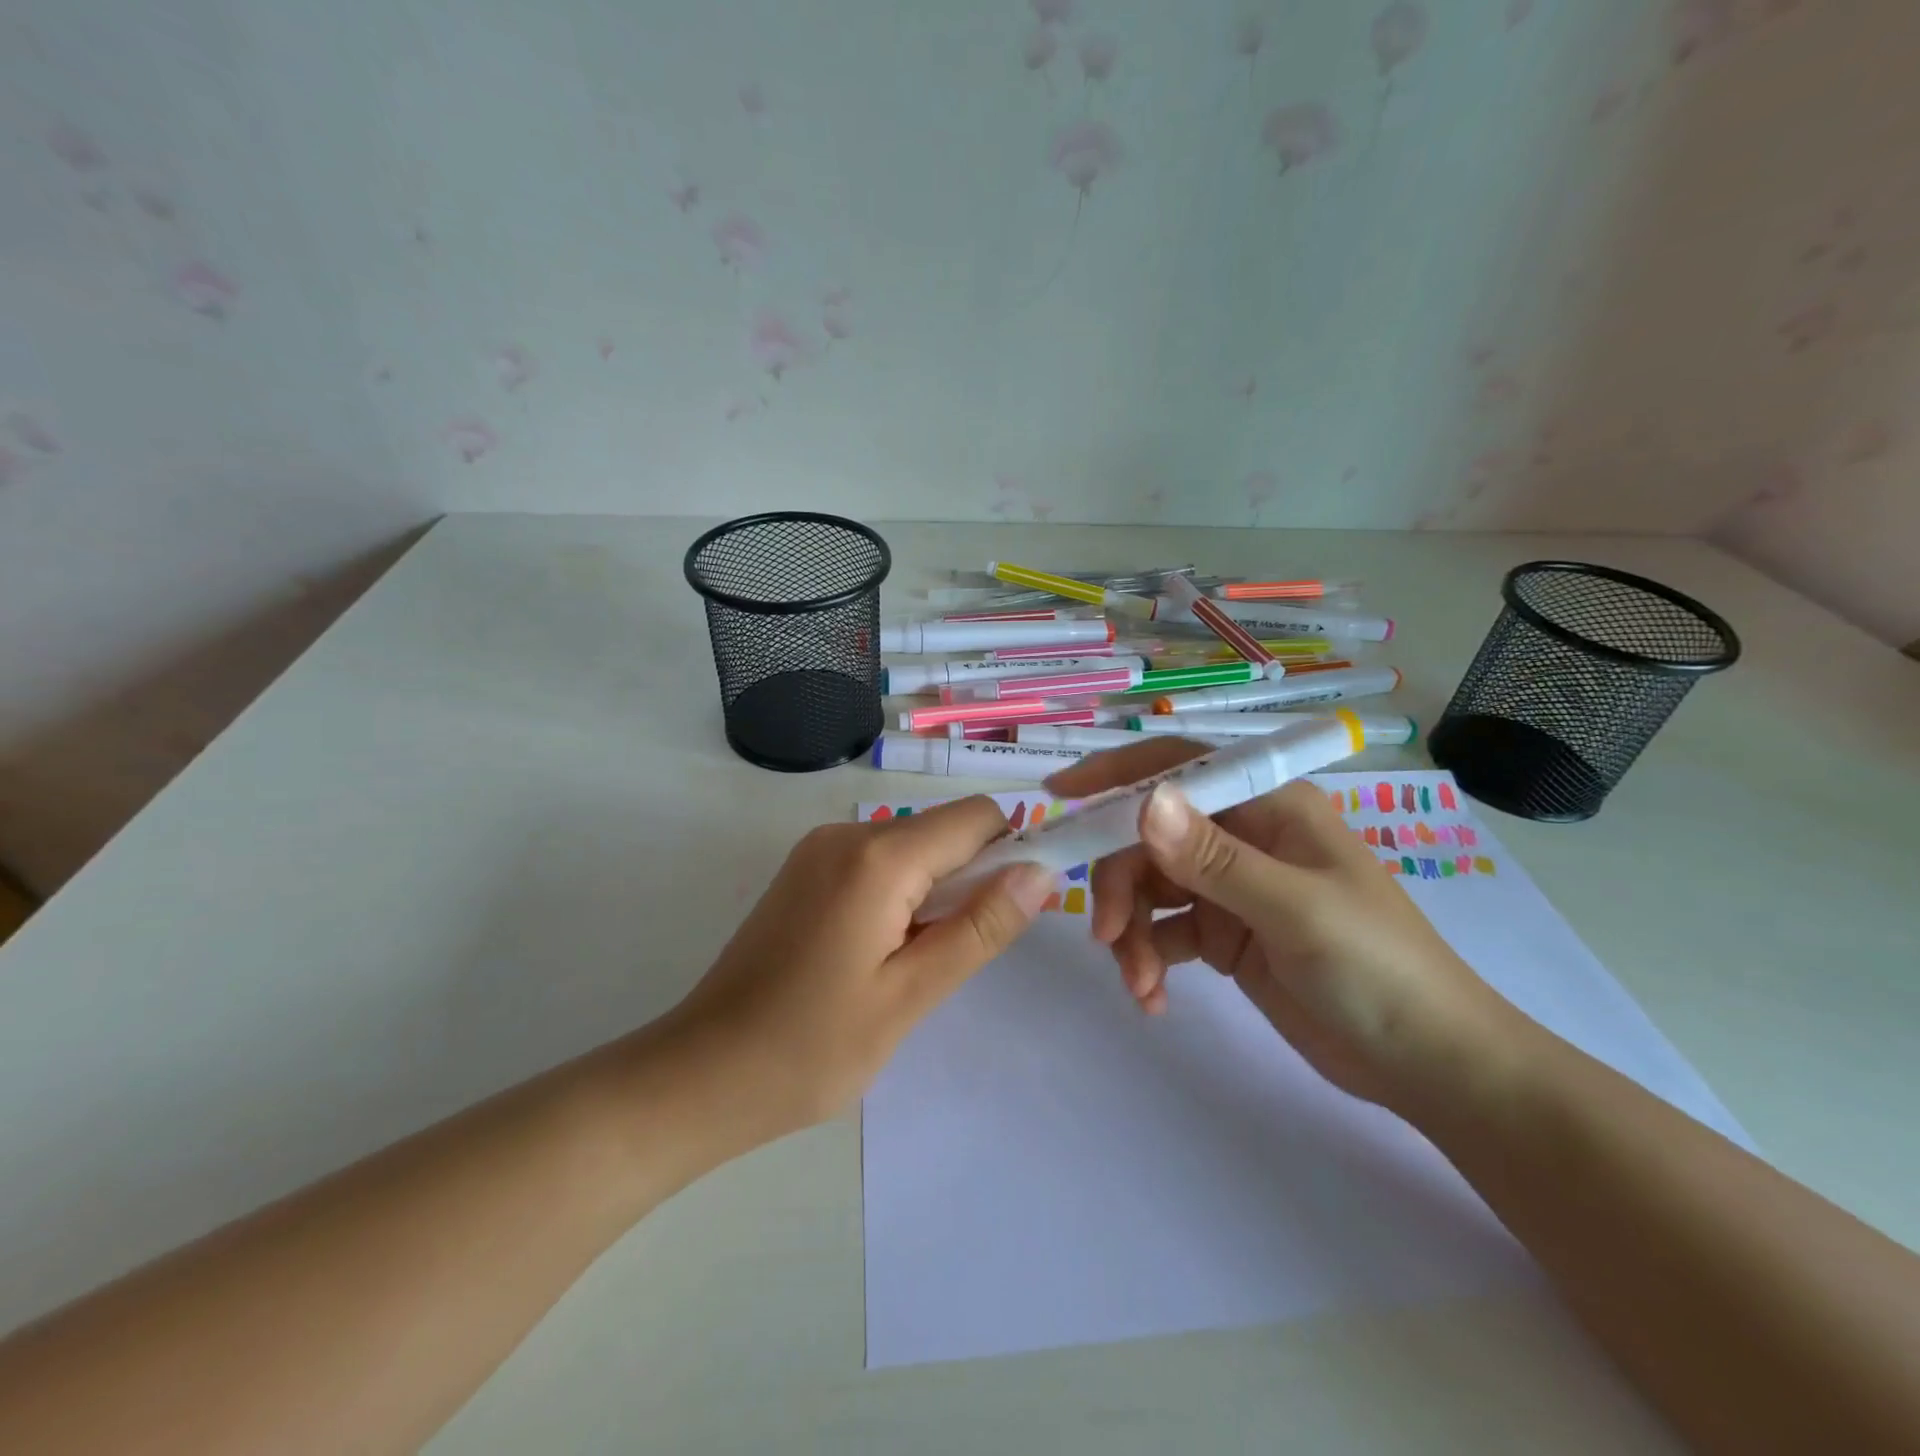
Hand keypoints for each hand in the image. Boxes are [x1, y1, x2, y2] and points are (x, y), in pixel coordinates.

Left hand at [666, 797, 1052, 1144]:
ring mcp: (820, 848)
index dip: (1013, 852)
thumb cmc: (811, 1048)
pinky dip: (901, 894)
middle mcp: (847, 833)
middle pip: (944, 829)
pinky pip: (878, 861)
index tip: (1018, 910)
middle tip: (955, 955)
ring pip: (913, 846)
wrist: (702, 1074)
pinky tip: (879, 952)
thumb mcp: (911, 994)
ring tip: (912, 963)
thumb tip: (1043, 871)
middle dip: (972, 879)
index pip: (978, 817)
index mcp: (877, 856)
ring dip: (935, 892)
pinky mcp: (805, 869)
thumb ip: (981, 927)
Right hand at [1045, 739, 1515, 1110]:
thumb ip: (1215, 859)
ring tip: (1141, 985)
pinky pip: (1165, 931)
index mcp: (1268, 807)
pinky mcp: (1224, 934)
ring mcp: (1231, 887)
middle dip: (1122, 884)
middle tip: (1108, 937)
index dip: (1117, 775)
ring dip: (1133, 933)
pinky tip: (1154, 998)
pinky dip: (1150, 959)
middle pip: (1150, 838)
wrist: (1427, 1062)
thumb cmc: (1377, 968)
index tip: (1059, 794)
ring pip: (1151, 888)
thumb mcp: (1294, 910)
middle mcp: (1243, 836)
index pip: (1178, 769)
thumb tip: (1144, 804)